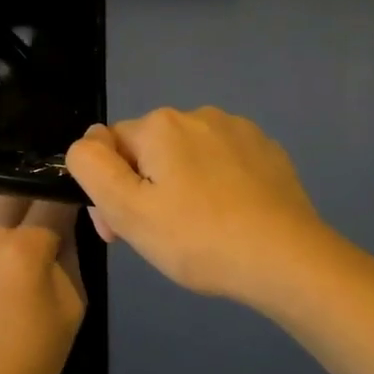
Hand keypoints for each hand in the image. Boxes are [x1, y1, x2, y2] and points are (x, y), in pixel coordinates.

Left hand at [0, 196, 85, 373]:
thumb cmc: (37, 356)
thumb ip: (69, 254)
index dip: (71, 186)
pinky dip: (9, 224)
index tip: (88, 186)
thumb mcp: (72, 303)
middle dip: (40, 186)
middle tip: (65, 196)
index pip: (51, 196)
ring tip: (49, 218)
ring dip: (22, 203)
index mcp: (24, 246)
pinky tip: (28, 242)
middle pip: (14, 188)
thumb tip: (66, 226)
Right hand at [65, 107, 334, 308]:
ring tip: (197, 230)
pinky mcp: (268, 151)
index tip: (120, 232)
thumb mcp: (127, 210)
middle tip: (159, 237)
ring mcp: (239, 130)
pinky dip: (217, 186)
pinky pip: (224, 163)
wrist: (286, 259)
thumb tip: (87, 143)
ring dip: (180, 186)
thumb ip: (91, 167)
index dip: (107, 190)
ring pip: (187, 157)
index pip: (110, 148)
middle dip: (144, 189)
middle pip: (149, 151)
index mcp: (161, 125)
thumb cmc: (198, 239)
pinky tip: (229, 219)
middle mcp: (199, 114)